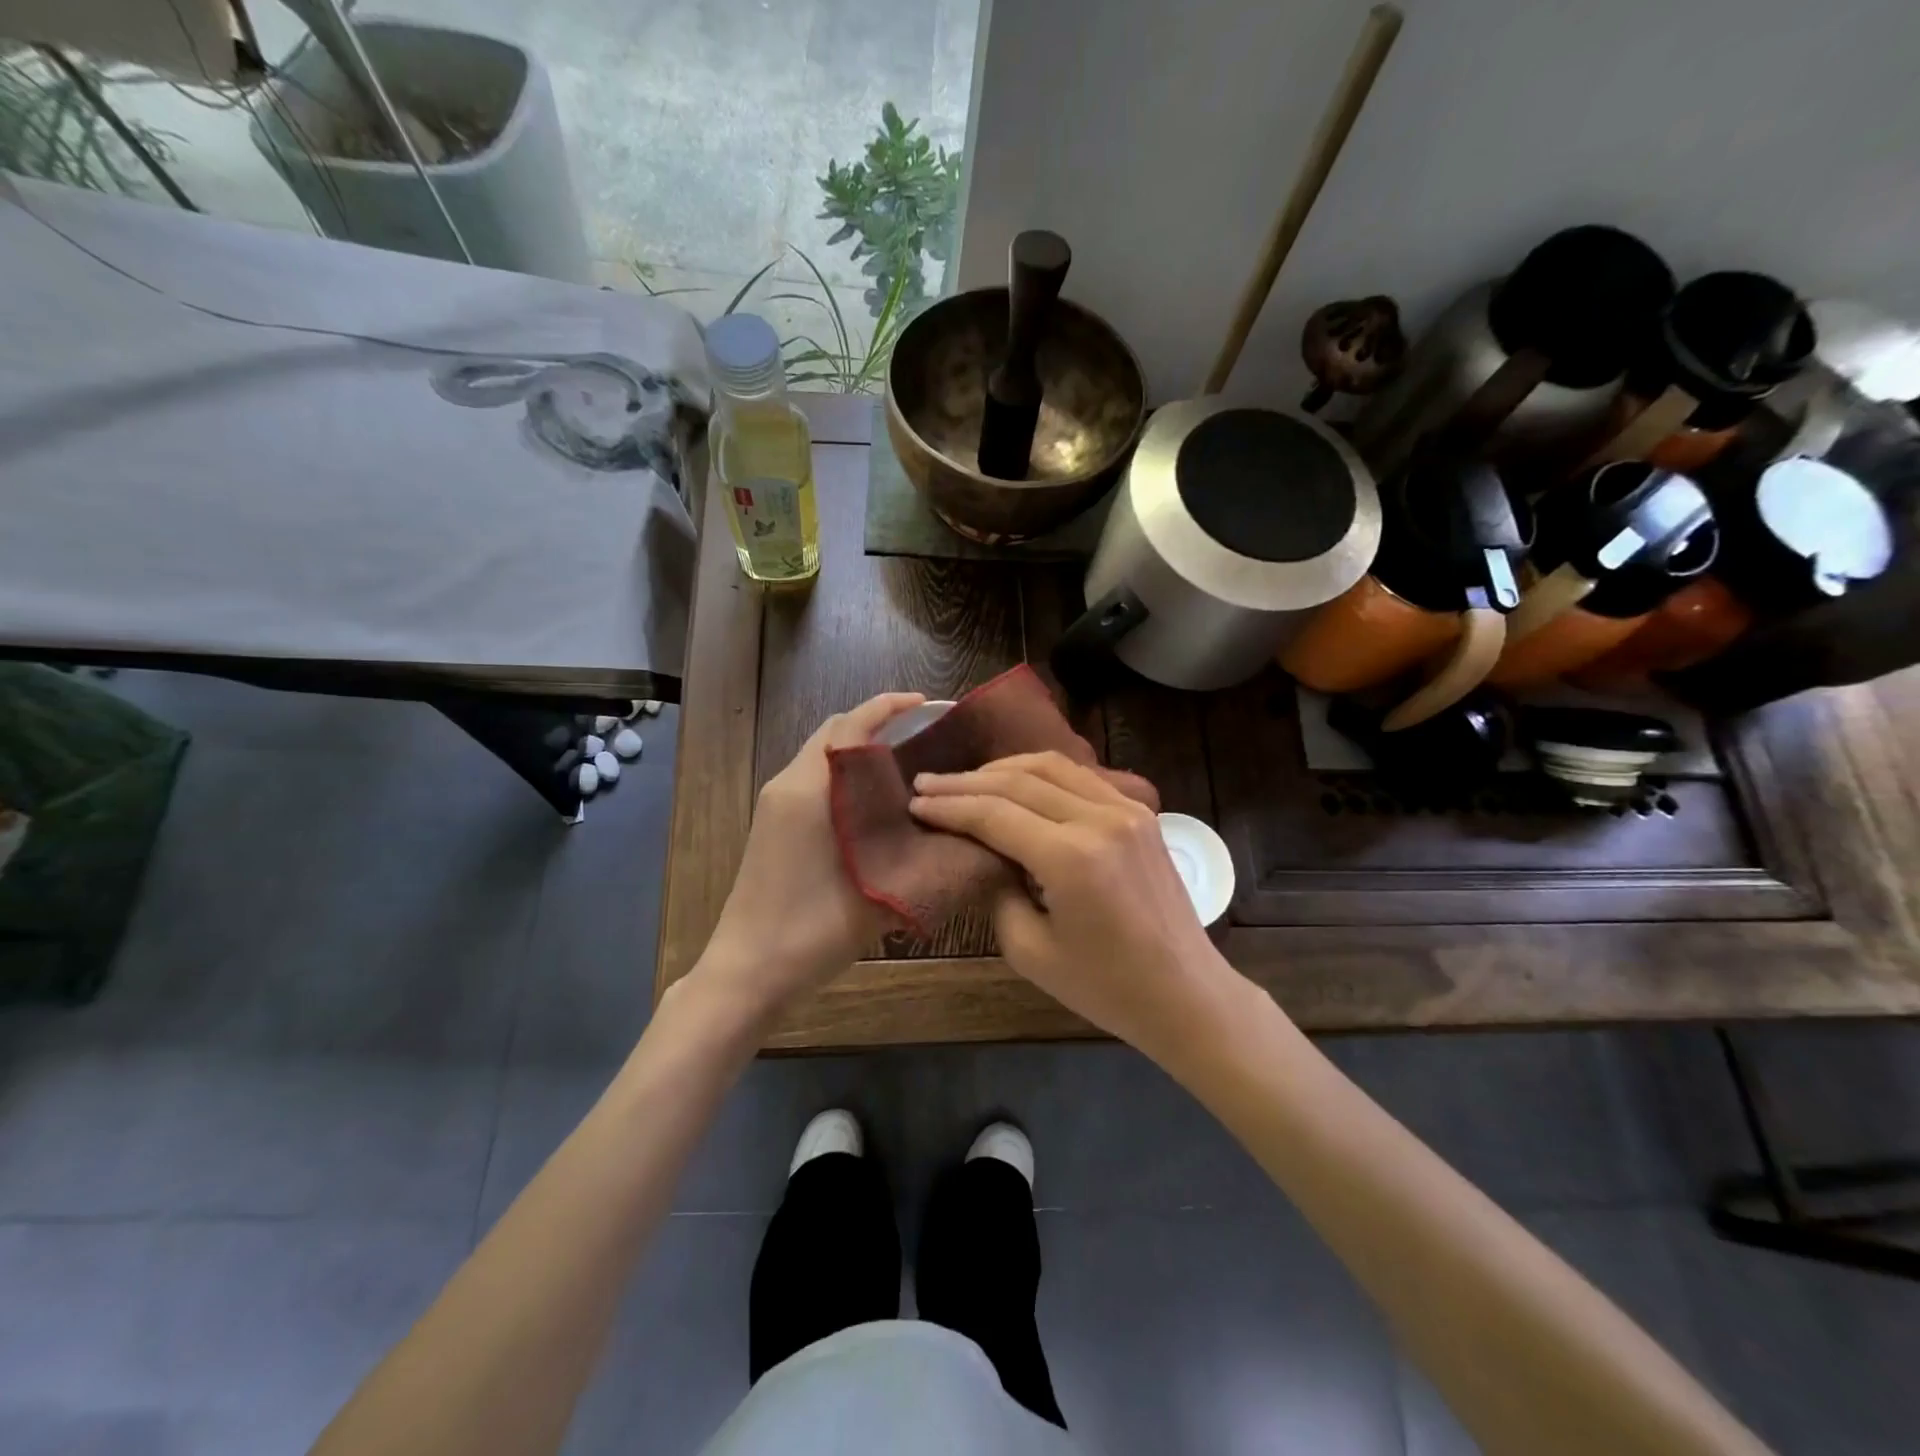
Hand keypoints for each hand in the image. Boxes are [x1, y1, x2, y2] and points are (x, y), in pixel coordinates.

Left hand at [697, 692, 924, 1017]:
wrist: (747, 972)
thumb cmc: (811, 932)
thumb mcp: (879, 894)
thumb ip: (920, 859)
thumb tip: (961, 834)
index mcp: (810, 790)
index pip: (851, 725)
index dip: (889, 706)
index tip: (928, 703)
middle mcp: (789, 784)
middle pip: (835, 732)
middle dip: (878, 723)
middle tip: (926, 736)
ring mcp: (776, 805)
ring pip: (824, 755)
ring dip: (861, 749)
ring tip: (909, 766)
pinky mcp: (773, 824)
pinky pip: (815, 778)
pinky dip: (846, 774)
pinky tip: (877, 803)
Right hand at [908, 751, 1232, 1055]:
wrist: (1185, 993)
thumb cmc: (1105, 987)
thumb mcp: (1030, 951)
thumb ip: (998, 892)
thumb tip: (985, 855)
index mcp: (1072, 857)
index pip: (995, 814)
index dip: (950, 807)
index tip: (915, 803)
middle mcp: (1100, 819)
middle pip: (1019, 781)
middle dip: (967, 781)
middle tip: (927, 784)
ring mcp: (1126, 810)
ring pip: (1052, 766)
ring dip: (1003, 768)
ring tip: (966, 779)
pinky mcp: (1140, 813)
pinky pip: (1081, 777)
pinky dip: (1042, 773)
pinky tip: (1018, 782)